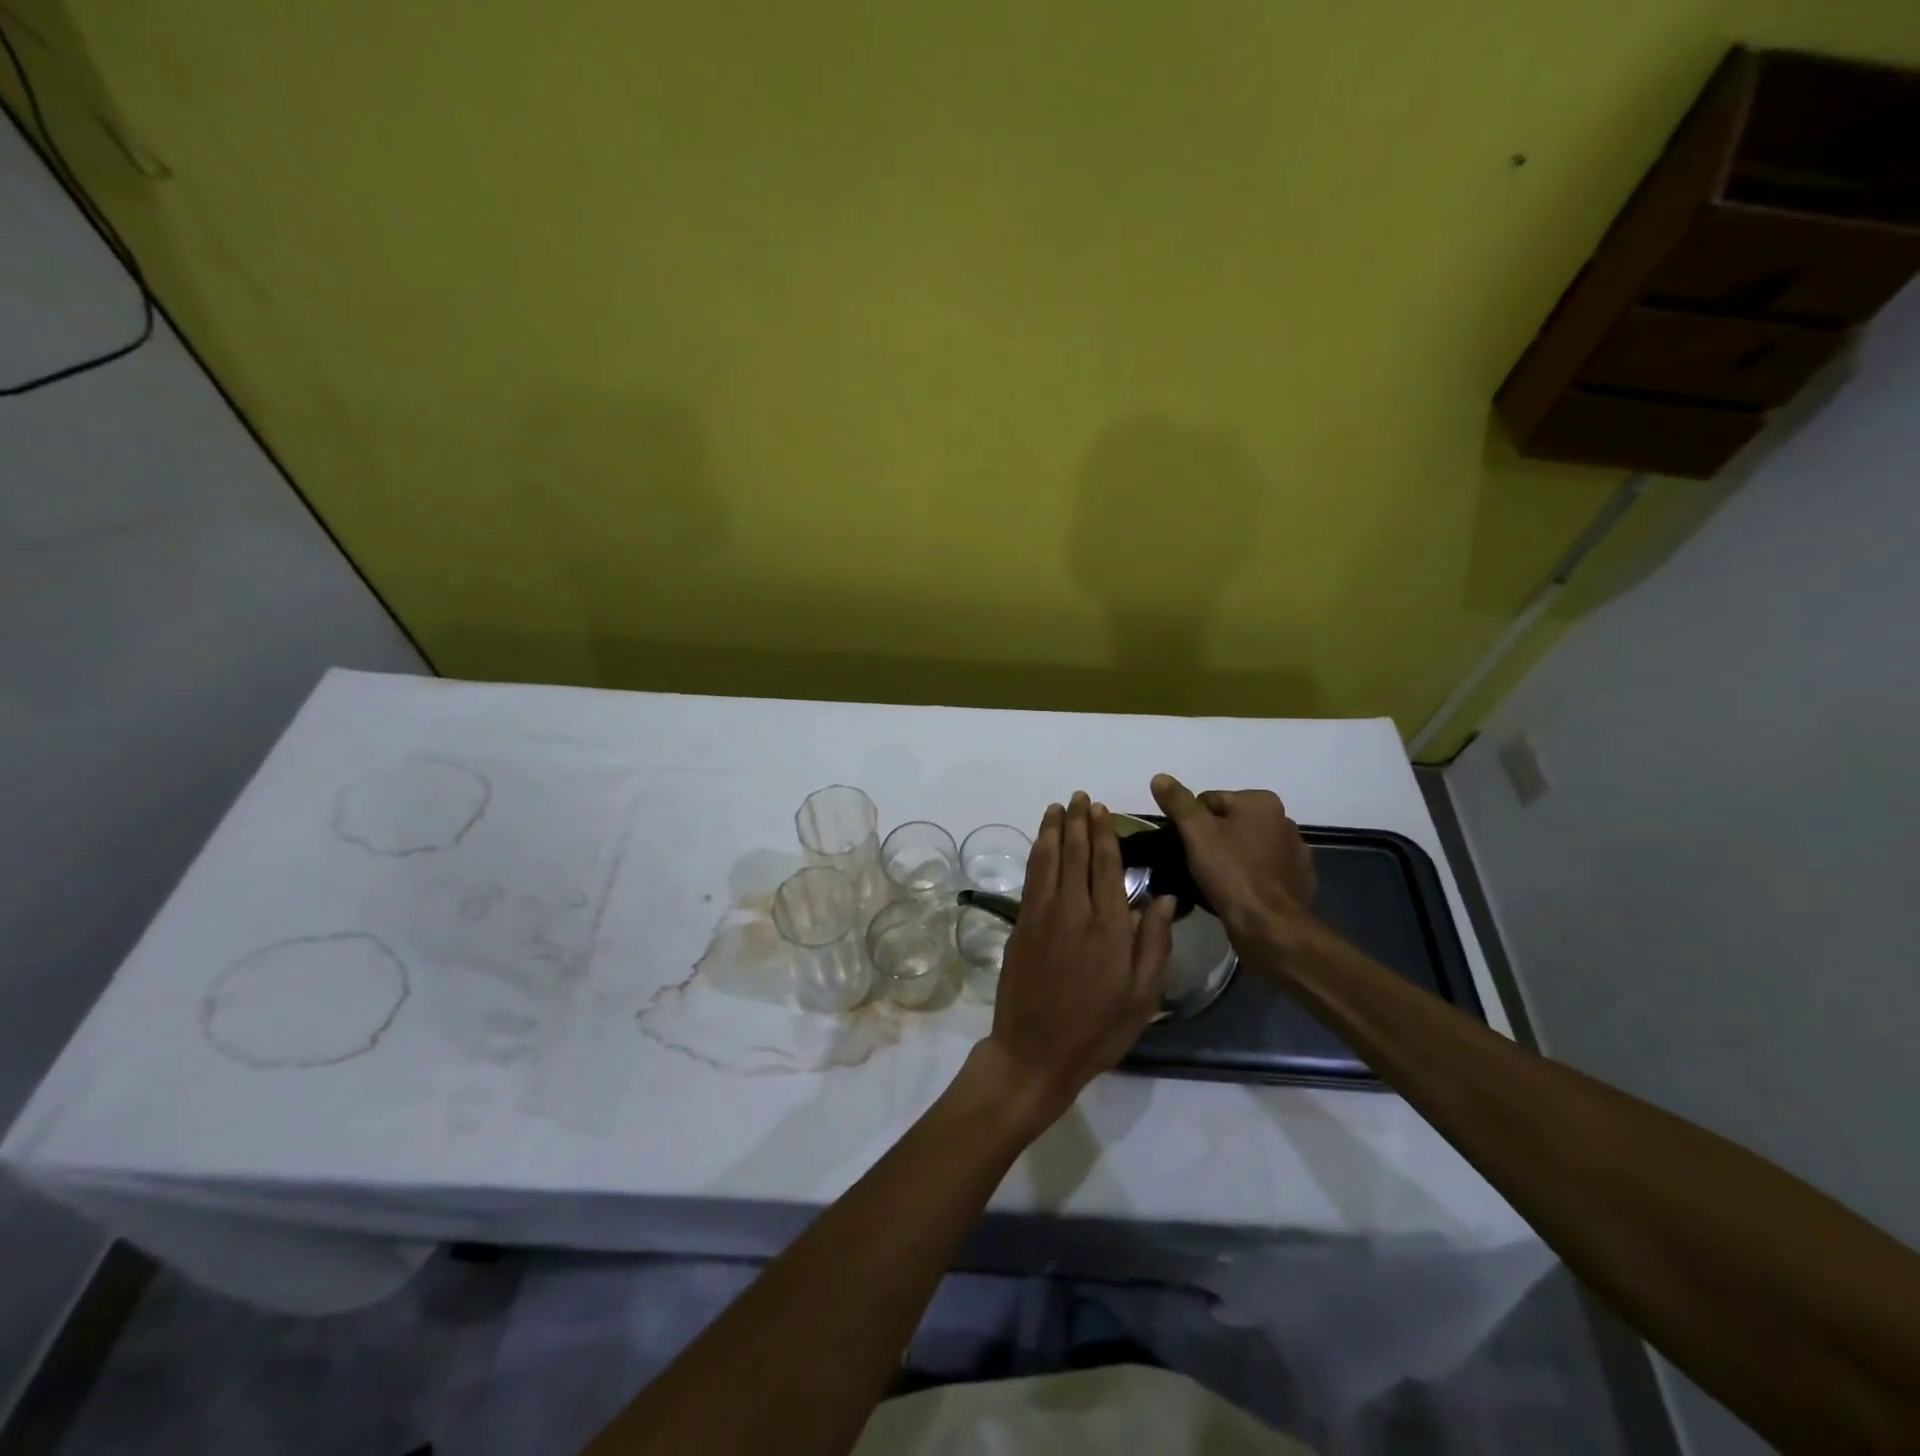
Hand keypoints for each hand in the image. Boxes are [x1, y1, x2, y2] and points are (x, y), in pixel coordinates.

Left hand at [981, 793, 1174, 1131]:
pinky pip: (1030, 878)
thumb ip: (1153, 943)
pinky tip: (1041, 843)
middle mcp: (1074, 911)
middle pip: (1076, 855)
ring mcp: (1042, 916)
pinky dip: (1036, 854)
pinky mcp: (1020, 925)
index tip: (1101, 810)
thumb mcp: (1142, 996)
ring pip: (1049, 860)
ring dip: (1053, 831)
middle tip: (1079, 798)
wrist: (1035, 1052)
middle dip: (1078, 823)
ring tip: (1057, 808)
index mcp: (1109, 927)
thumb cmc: (1097, 1029)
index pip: (1106, 866)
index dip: (1103, 834)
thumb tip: (1161, 896)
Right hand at [1150, 774, 1316, 939]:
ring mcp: (1295, 852)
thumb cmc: (1231, 873)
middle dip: (1212, 840)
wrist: (1269, 926)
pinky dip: (1249, 876)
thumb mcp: (1196, 833)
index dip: (1191, 824)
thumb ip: (1178, 802)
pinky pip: (1263, 870)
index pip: (1210, 801)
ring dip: (1231, 858)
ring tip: (1214, 881)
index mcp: (1262, 802)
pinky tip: (1237, 893)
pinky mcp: (1299, 880)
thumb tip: (1160, 777)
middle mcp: (1284, 820)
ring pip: (1247, 847)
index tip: (1186, 847)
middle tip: (1196, 865)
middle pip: (1230, 823)